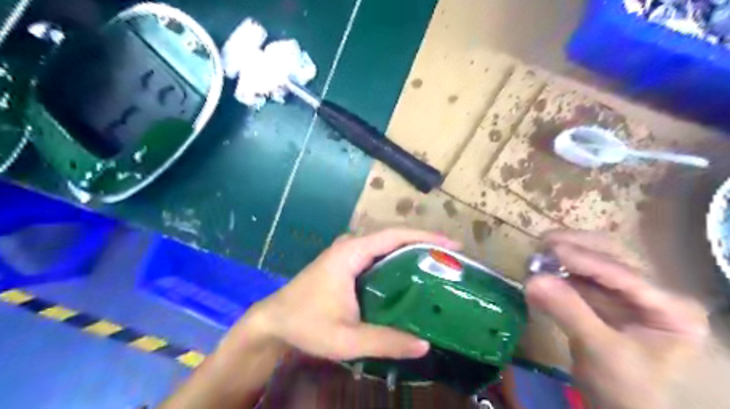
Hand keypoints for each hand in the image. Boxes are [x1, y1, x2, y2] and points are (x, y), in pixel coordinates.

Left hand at [226, 230, 456, 360]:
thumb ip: (385, 341)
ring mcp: (348, 251)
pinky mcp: (346, 261)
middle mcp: (351, 245)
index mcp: (352, 253)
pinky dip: (398, 259)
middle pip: (394, 236)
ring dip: (412, 250)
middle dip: (424, 243)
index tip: (452, 245)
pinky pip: (378, 254)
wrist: (274, 320)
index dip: (425, 237)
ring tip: (439, 264)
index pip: (394, 236)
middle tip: (452, 258)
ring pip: (386, 244)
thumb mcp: (346, 339)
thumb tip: (424, 345)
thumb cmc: (306, 324)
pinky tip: (411, 274)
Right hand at [529, 229, 709, 408]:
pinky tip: (542, 273)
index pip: (625, 275)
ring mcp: (630, 295)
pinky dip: (560, 273)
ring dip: (566, 258)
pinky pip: (582, 278)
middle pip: (614, 257)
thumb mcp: (600, 352)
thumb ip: (568, 312)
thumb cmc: (625, 389)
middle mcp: (655, 294)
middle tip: (543, 243)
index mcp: (673, 309)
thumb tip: (532, 280)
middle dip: (577, 248)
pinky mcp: (607, 299)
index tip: (550, 248)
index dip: (586, 259)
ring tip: (538, 257)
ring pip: (595, 262)